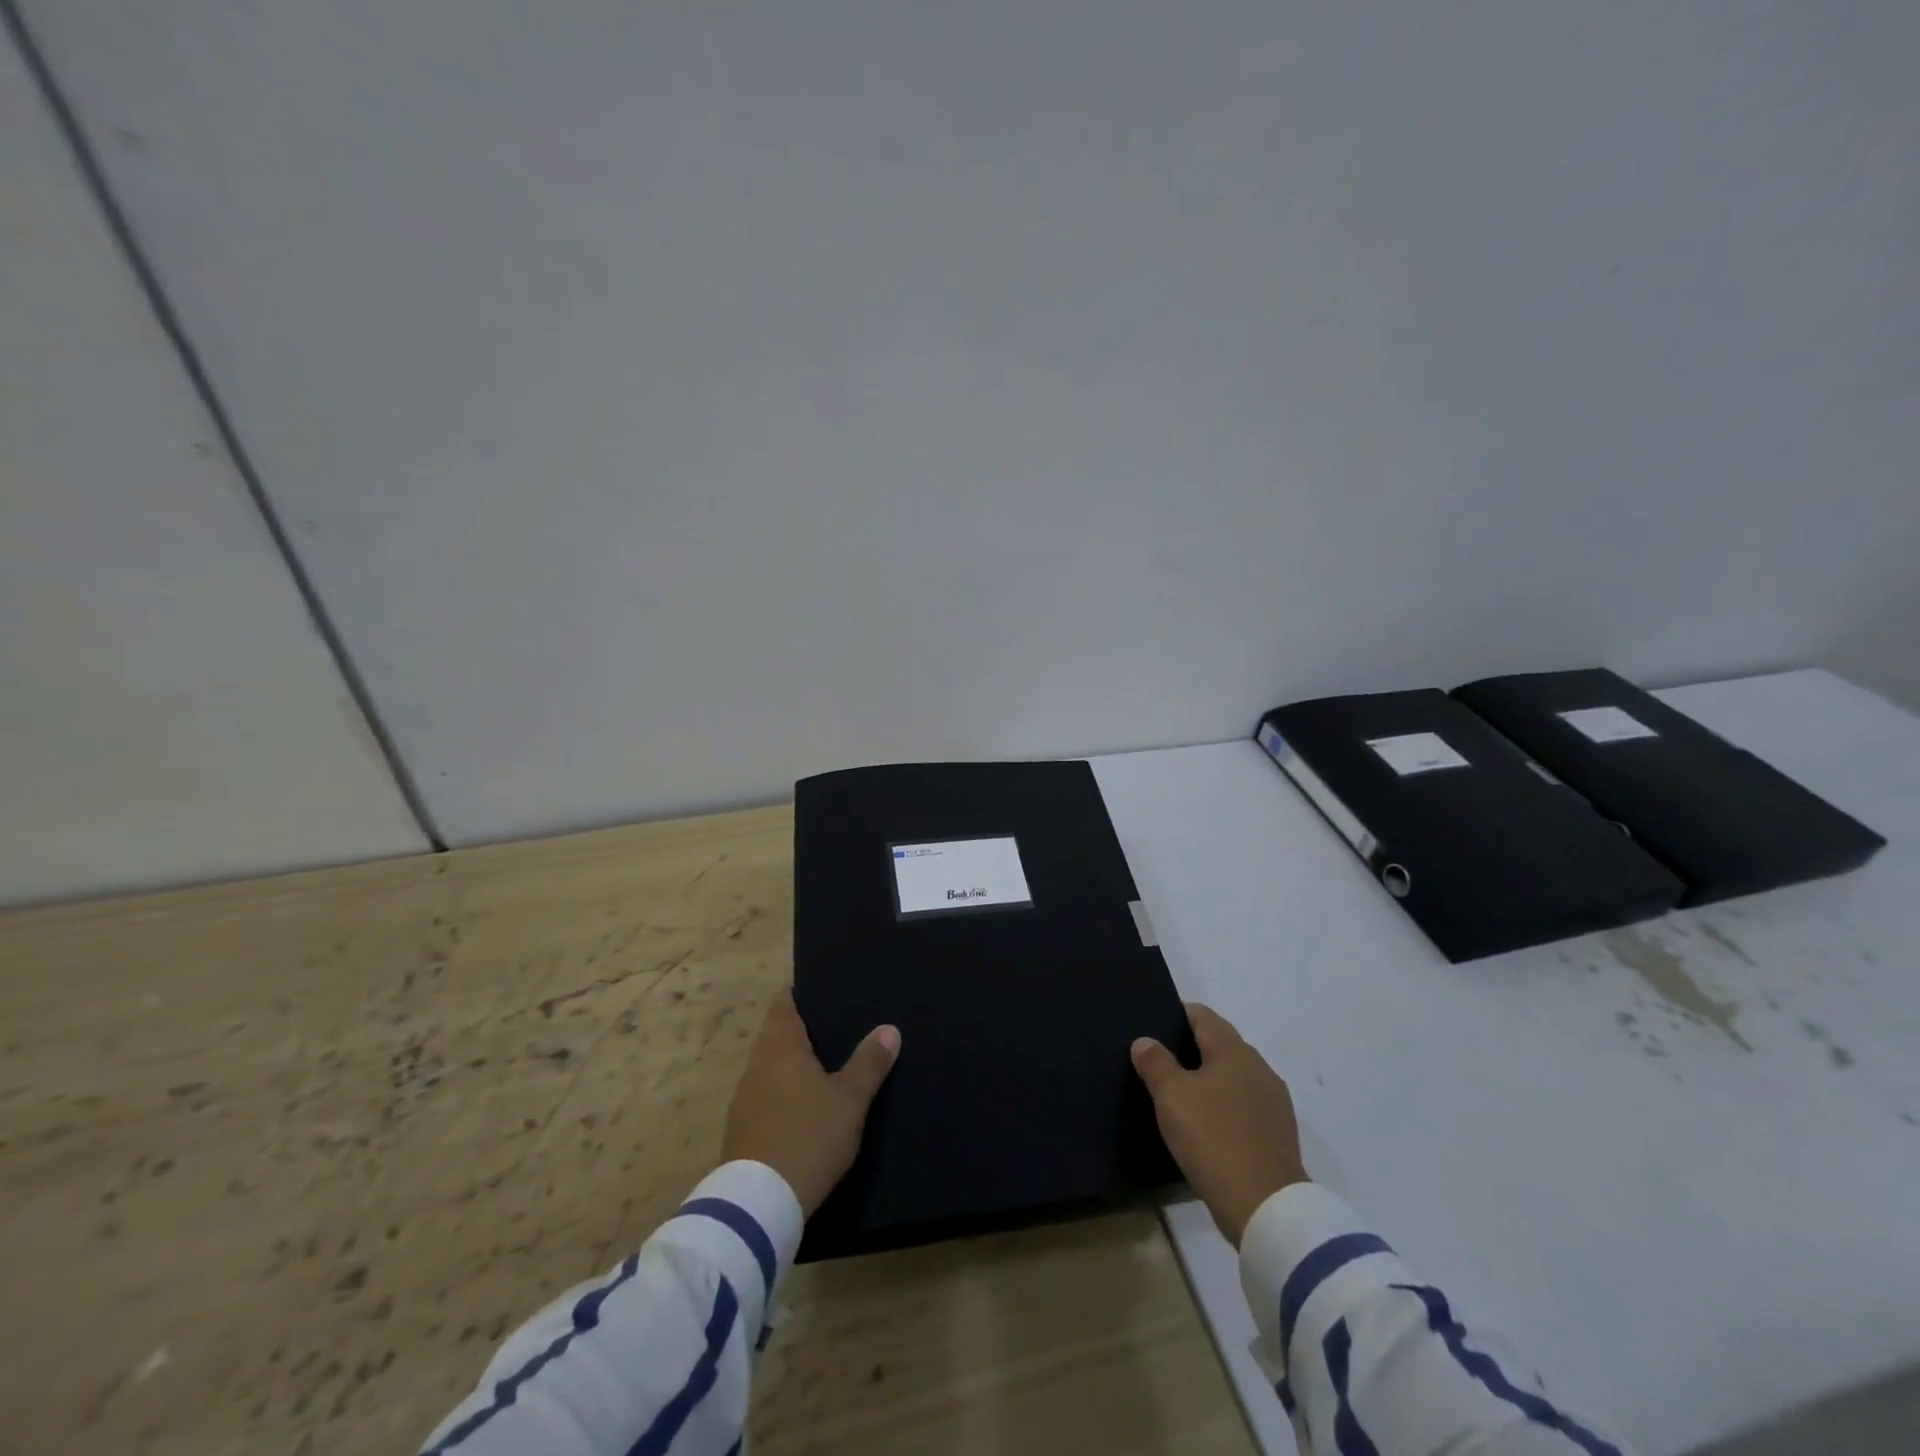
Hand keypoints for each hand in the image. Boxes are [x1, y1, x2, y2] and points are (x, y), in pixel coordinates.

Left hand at [721, 988, 899, 1216]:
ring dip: (795, 1064)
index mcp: (779, 1046)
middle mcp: (756, 1064)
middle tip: (840, 1026)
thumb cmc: (808, 1137)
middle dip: (805, 1030)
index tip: (826, 990)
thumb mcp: (849, 1100)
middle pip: (778, 1034)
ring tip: (829, 1064)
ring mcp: (745, 1098)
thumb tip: (889, 1029)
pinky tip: (808, 1106)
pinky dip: (786, 1092)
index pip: (784, 1002)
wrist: (758, 1206)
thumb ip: (869, 1062)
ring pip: (772, 1067)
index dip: (802, 993)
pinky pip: (768, 1095)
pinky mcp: (742, 1130)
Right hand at [1131, 1003, 1306, 1247]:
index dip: (1177, 1014)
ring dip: (1209, 1079)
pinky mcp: (1278, 1134)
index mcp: (1234, 1051)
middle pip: (1221, 1044)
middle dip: (1192, 1048)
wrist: (1266, 1207)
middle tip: (1160, 1060)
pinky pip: (1244, 1106)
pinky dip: (1224, 1106)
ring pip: (1234, 1077)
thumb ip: (1156, 1063)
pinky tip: (1207, 1124)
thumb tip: (1145, 1041)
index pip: (1203, 1016)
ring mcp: (1274, 1102)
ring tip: (1180, 1094)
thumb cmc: (1213, 1139)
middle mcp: (1259, 1068)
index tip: (1154, 1023)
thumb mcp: (1172, 1097)